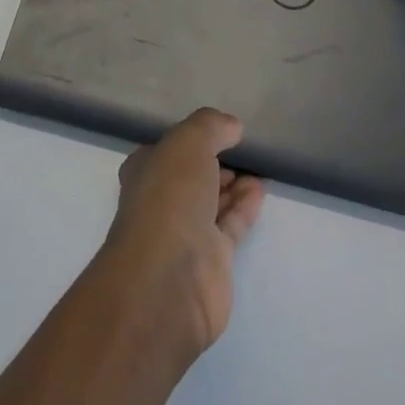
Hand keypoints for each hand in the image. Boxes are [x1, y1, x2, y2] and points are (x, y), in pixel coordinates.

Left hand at [100, 109, 265, 360]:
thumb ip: (210, 127)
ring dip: (233, 186)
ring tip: (258, 169)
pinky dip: (244, 207)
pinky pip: (230, 226)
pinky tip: (260, 190)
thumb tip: (231, 126)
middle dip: (213, 164)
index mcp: (145, 172)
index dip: (190, 140)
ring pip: (211, 202)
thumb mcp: (188, 142)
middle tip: (242, 151)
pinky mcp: (210, 262)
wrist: (170, 278)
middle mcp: (160, 202)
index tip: (218, 132)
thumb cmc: (169, 198)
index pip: (167, 151)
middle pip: (190, 177)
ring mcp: (184, 234)